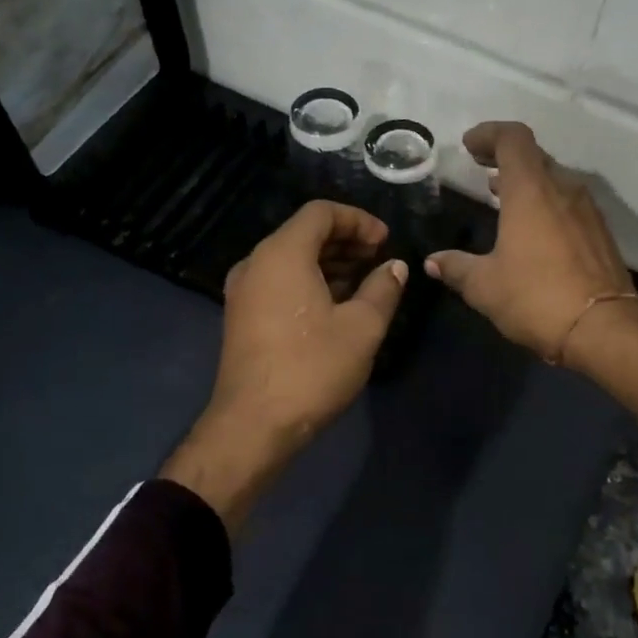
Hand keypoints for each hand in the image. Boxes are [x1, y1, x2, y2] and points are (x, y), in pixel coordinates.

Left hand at [163, 201, 406, 526]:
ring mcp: (244, 291)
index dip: (358, 220)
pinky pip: (279, 281)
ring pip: (291, 259)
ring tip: (365, 282)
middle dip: (345, 240)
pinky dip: (309, 281)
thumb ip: (383, 288)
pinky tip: (337, 305)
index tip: (385, 241)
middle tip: (379, 259)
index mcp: (282, 254)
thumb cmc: (311, 368)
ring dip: (329, 263)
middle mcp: (256, 263)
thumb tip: (395, 267)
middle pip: (304, 233)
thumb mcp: (362, 328)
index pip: (320, 212)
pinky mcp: (242, 316)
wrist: (253, 425)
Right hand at [424, 122, 637, 415]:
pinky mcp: (600, 233)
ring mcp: (587, 211)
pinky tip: (531, 228)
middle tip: (481, 168)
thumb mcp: (485, 286)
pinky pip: (567, 203)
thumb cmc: (537, 298)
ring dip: (526, 181)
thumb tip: (433, 262)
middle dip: (505, 157)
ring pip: (553, 180)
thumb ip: (457, 267)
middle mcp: (563, 189)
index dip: (489, 134)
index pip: (512, 138)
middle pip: (534, 156)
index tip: (468, 146)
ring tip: (500, 194)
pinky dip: (545, 203)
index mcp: (531, 190)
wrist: (604, 329)